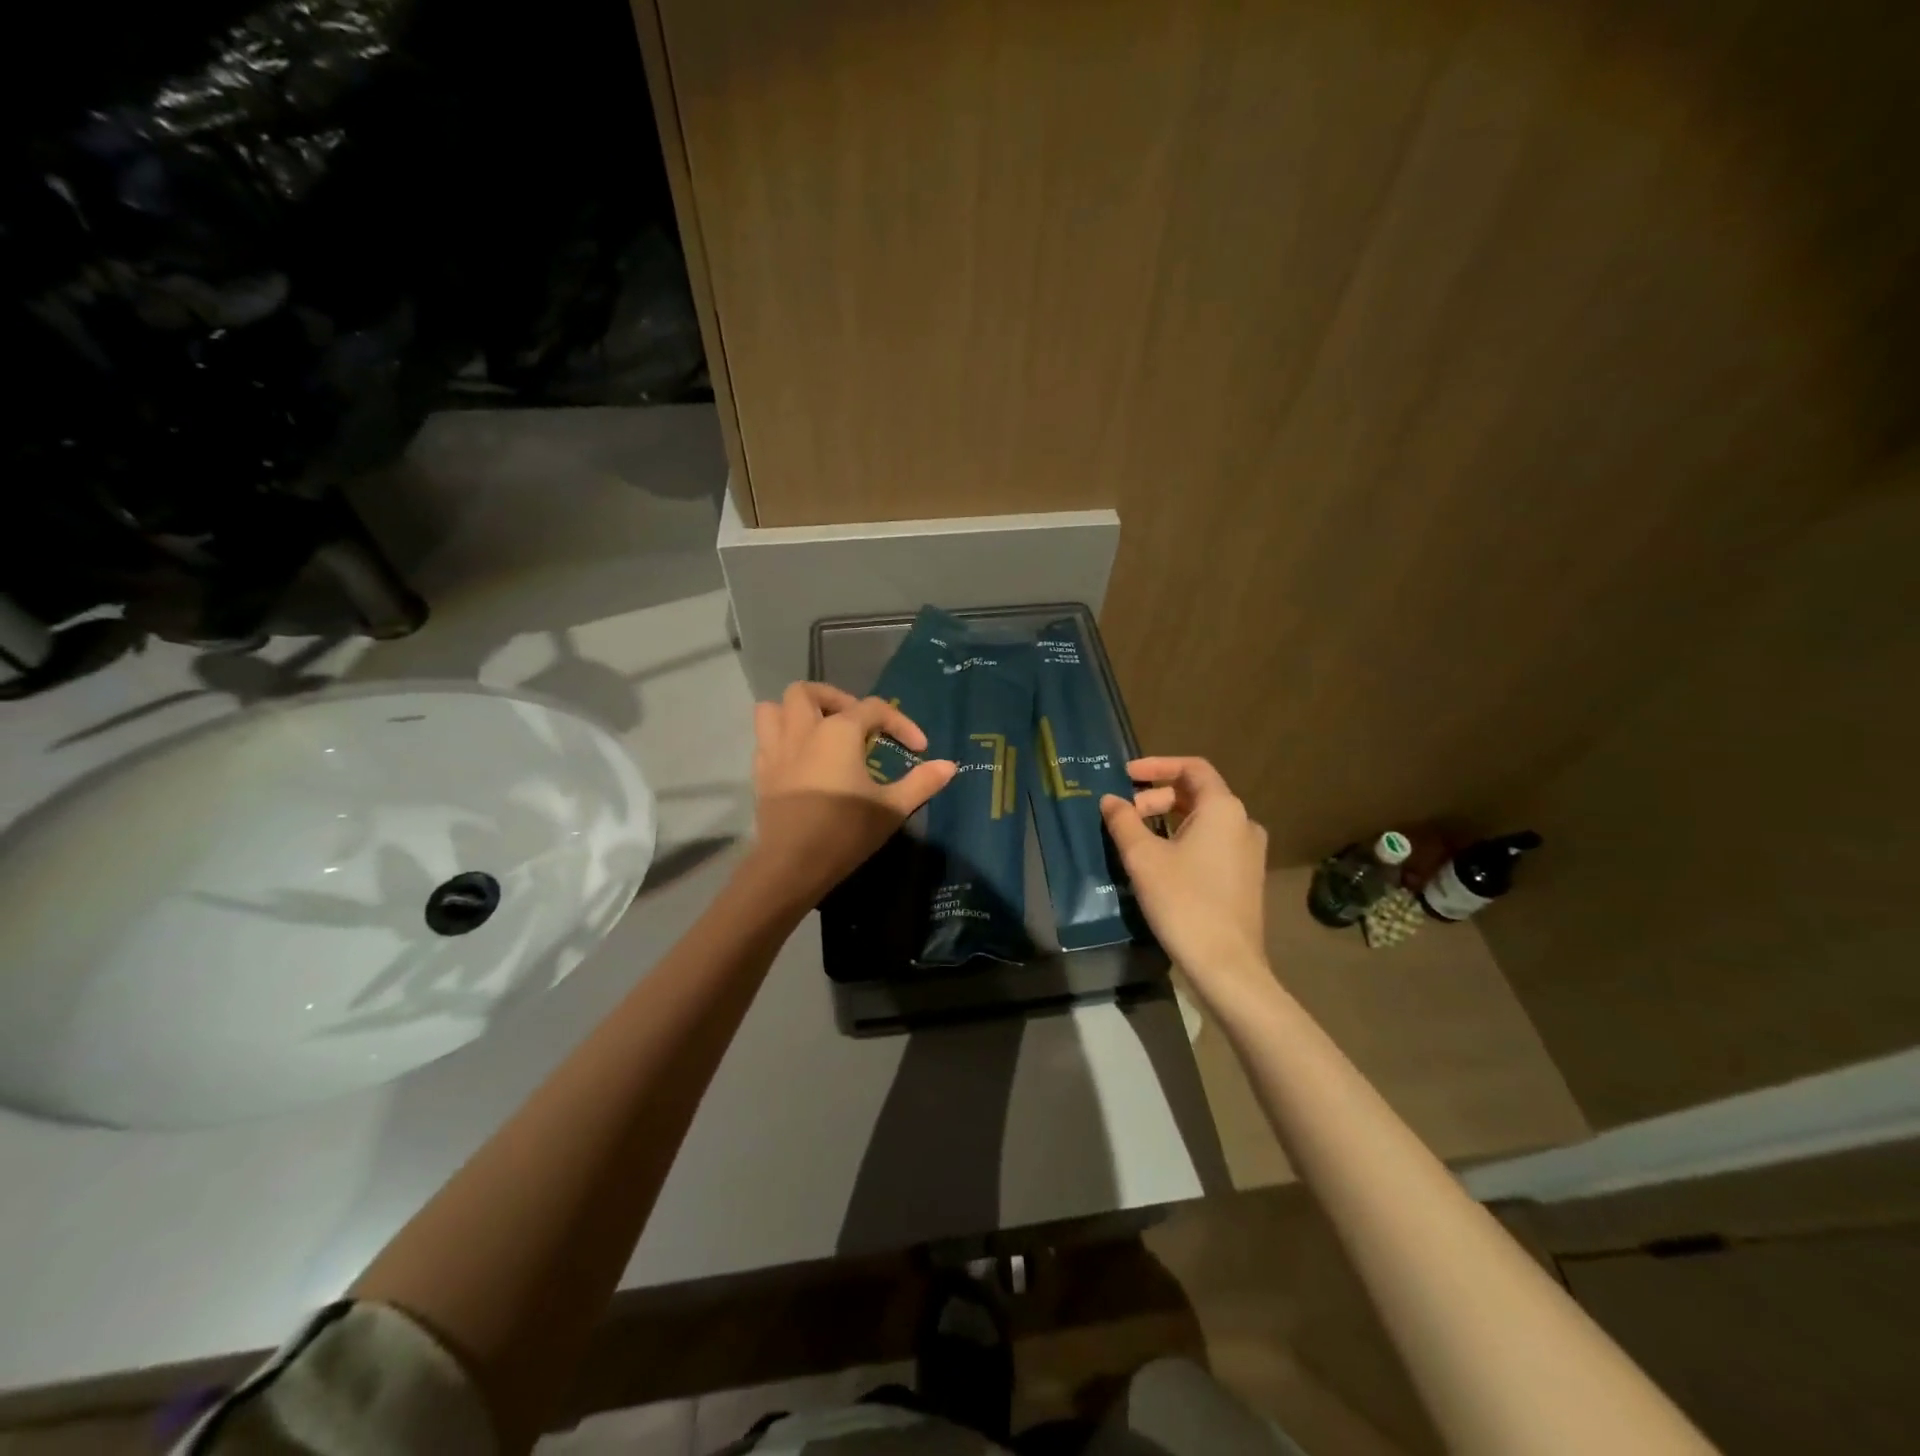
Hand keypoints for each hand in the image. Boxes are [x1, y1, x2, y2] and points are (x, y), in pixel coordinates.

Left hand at [746, 682, 956, 904]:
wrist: (792, 864)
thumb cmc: (845, 831)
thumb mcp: (892, 808)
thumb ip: (922, 782)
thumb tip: (949, 765)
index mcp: (838, 731)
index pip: (874, 708)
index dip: (901, 723)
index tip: (919, 748)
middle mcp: (803, 730)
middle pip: (808, 692)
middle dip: (835, 699)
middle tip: (857, 724)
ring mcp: (776, 750)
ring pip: (773, 709)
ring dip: (795, 712)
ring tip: (820, 731)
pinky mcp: (761, 773)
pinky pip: (765, 739)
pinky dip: (781, 738)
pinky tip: (801, 759)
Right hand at [1100, 757, 1270, 1010]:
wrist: (1226, 965)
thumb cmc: (1183, 902)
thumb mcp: (1143, 858)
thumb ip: (1124, 821)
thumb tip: (1110, 800)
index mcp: (1223, 809)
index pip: (1192, 768)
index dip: (1157, 765)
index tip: (1126, 775)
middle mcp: (1243, 823)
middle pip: (1196, 794)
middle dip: (1157, 798)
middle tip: (1126, 816)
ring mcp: (1249, 852)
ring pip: (1204, 821)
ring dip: (1168, 820)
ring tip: (1138, 840)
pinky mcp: (1246, 877)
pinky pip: (1212, 843)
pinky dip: (1184, 840)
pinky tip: (1161, 864)